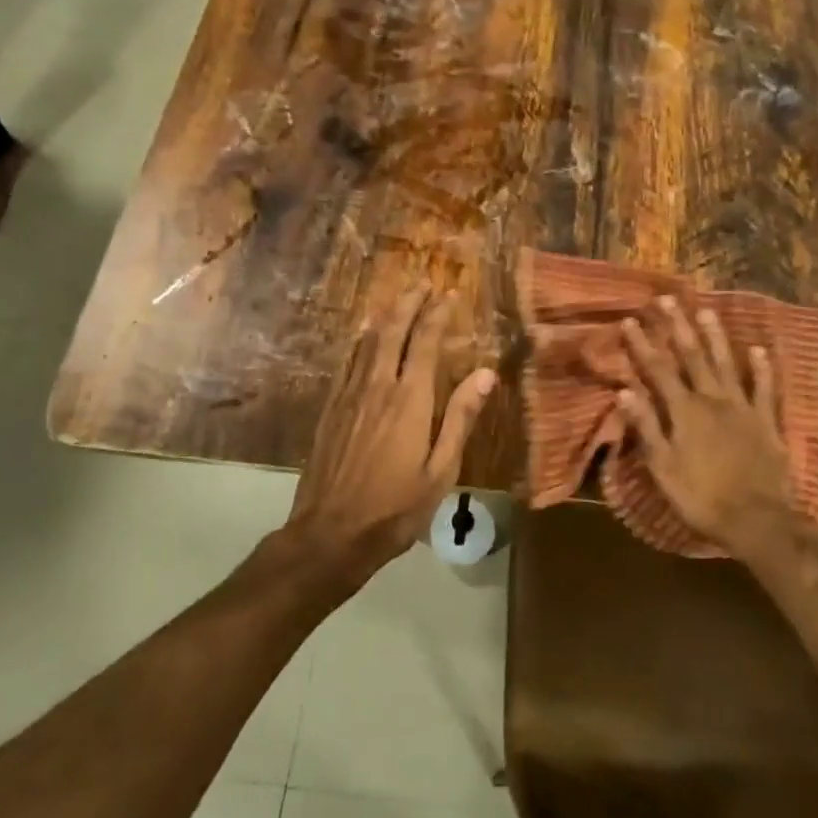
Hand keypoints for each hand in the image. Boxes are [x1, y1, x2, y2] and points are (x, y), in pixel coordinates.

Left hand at [287, 287, 496, 587]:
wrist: (330, 533)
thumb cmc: (396, 507)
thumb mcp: (441, 469)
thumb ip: (461, 417)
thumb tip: (487, 373)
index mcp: (410, 399)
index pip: (424, 342)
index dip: (436, 314)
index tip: (448, 294)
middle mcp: (377, 386)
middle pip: (392, 332)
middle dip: (408, 304)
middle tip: (422, 284)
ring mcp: (349, 396)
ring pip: (367, 343)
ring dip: (385, 317)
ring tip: (397, 301)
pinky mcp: (330, 409)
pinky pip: (346, 363)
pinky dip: (359, 342)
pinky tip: (363, 338)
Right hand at [616, 297, 812, 560]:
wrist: (757, 521)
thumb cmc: (702, 498)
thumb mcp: (663, 469)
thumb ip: (646, 428)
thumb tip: (624, 392)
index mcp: (684, 412)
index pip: (658, 370)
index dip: (642, 345)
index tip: (630, 320)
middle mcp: (712, 400)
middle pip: (692, 356)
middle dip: (678, 326)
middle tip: (667, 299)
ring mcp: (743, 407)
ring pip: (726, 363)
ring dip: (715, 336)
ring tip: (706, 310)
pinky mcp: (766, 421)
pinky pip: (765, 388)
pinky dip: (762, 368)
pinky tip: (759, 349)